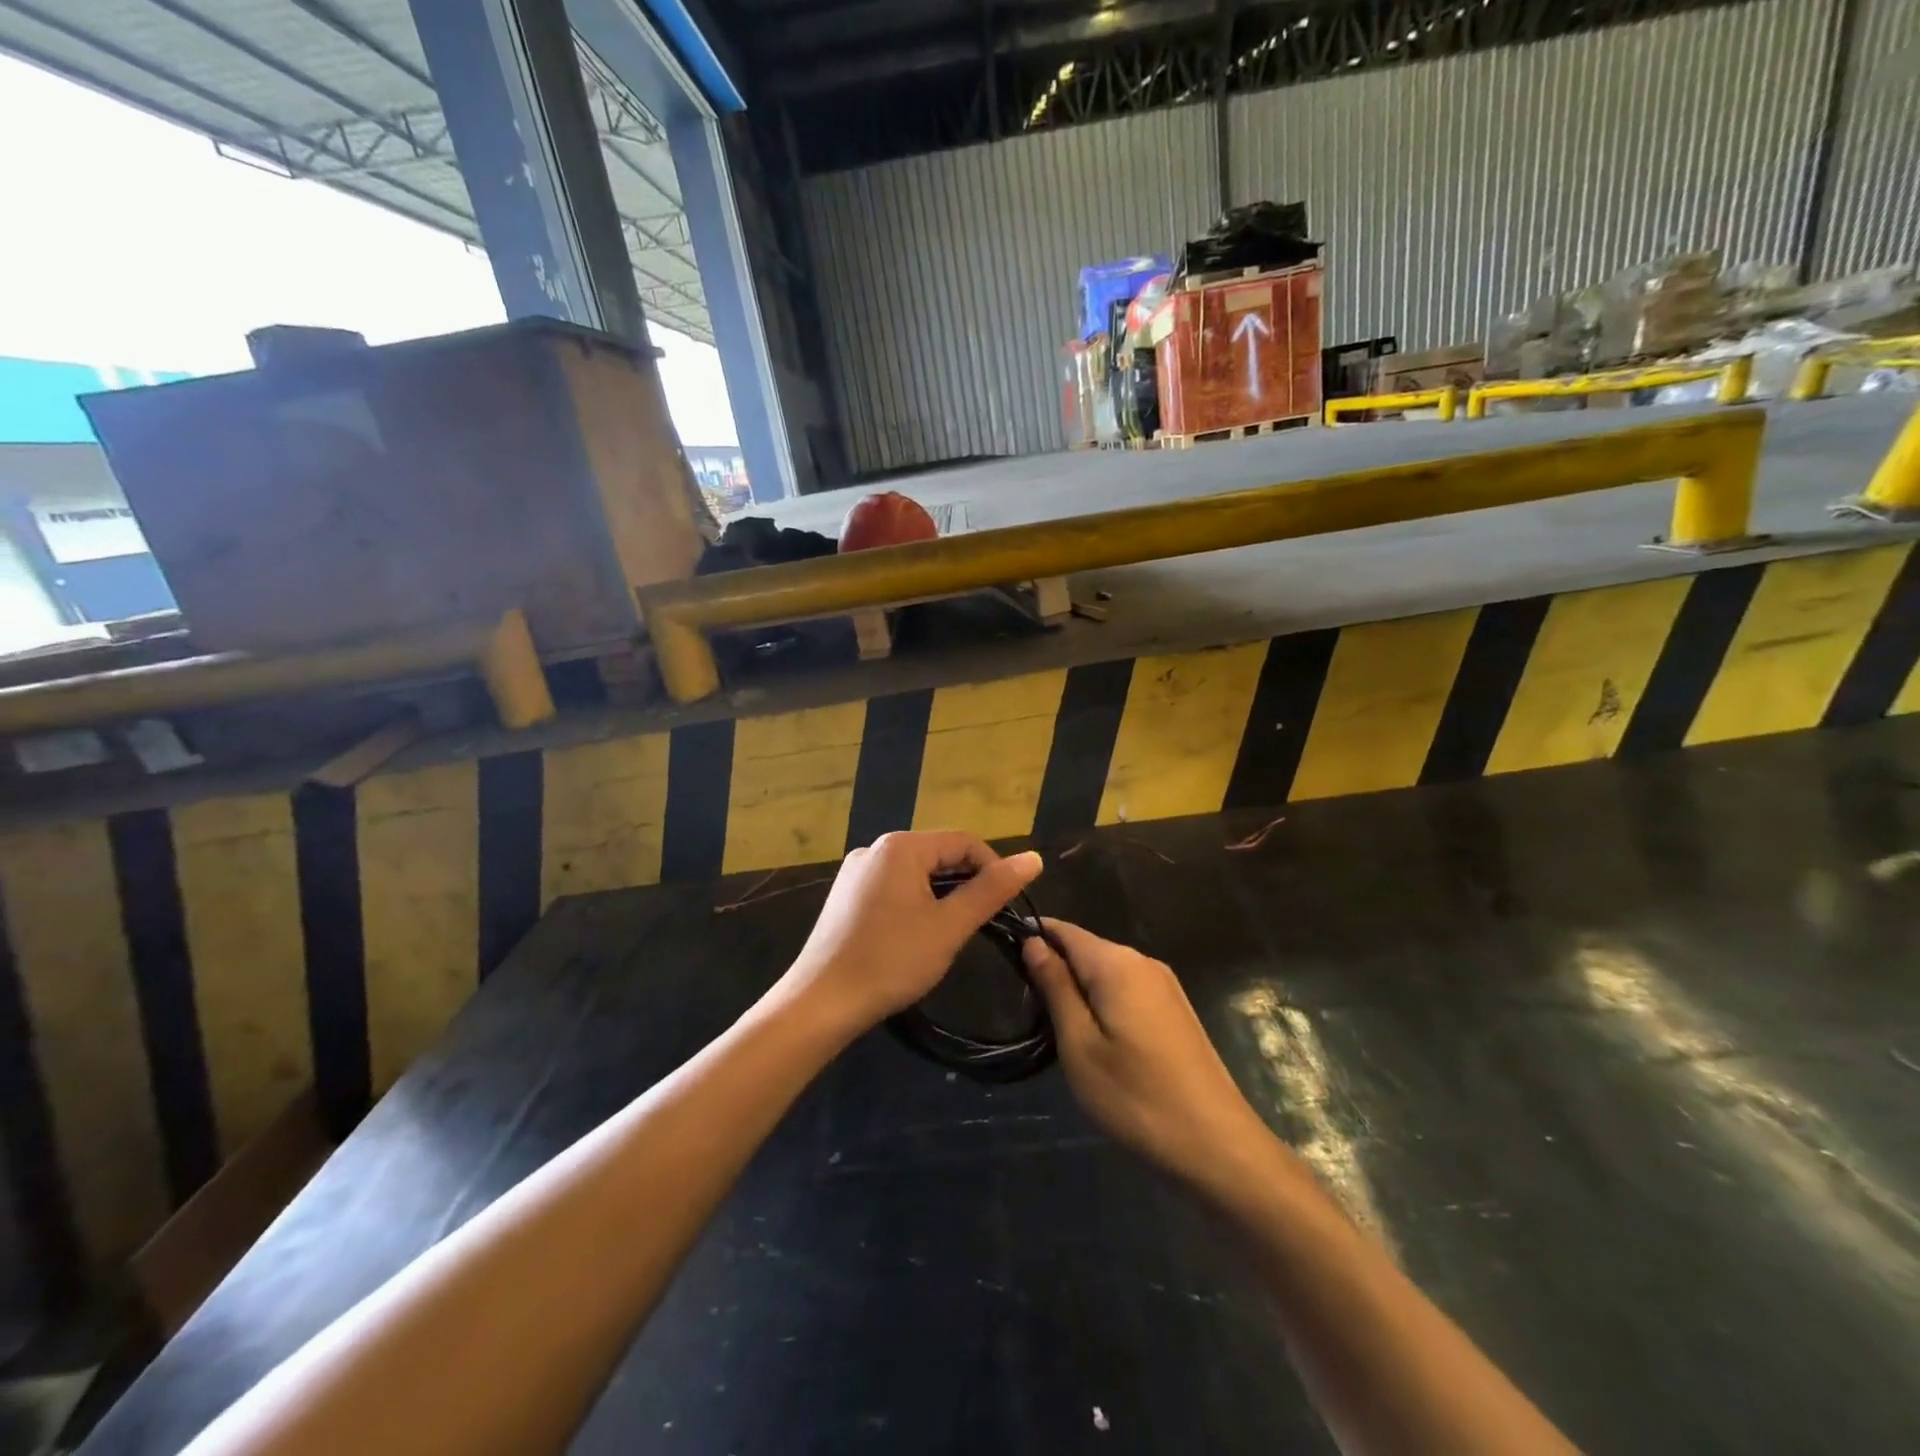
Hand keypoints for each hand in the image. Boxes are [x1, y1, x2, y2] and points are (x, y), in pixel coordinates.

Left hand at [782, 832, 1043, 1032]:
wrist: (821, 1003)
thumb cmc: (891, 961)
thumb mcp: (949, 926)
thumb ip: (992, 890)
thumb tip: (1034, 858)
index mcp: (901, 846)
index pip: (965, 841)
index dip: (994, 869)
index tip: (1007, 906)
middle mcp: (875, 848)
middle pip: (938, 854)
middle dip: (966, 883)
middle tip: (980, 925)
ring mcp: (855, 872)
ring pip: (915, 873)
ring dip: (940, 896)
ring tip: (949, 933)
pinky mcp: (845, 895)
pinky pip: (892, 887)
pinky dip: (914, 903)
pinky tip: (913, 937)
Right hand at [1023, 919, 1268, 1190]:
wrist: (1217, 1144)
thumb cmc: (1136, 1096)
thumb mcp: (1079, 1044)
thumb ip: (1055, 986)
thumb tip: (1033, 942)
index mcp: (1116, 963)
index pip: (1064, 930)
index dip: (1032, 938)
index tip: (1005, 964)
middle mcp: (1143, 961)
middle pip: (1086, 949)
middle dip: (1055, 970)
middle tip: (1030, 1014)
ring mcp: (1165, 985)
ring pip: (1106, 971)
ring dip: (1078, 991)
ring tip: (1058, 1032)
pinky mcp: (1176, 1009)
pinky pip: (1127, 990)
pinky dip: (1103, 1003)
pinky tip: (1097, 1041)